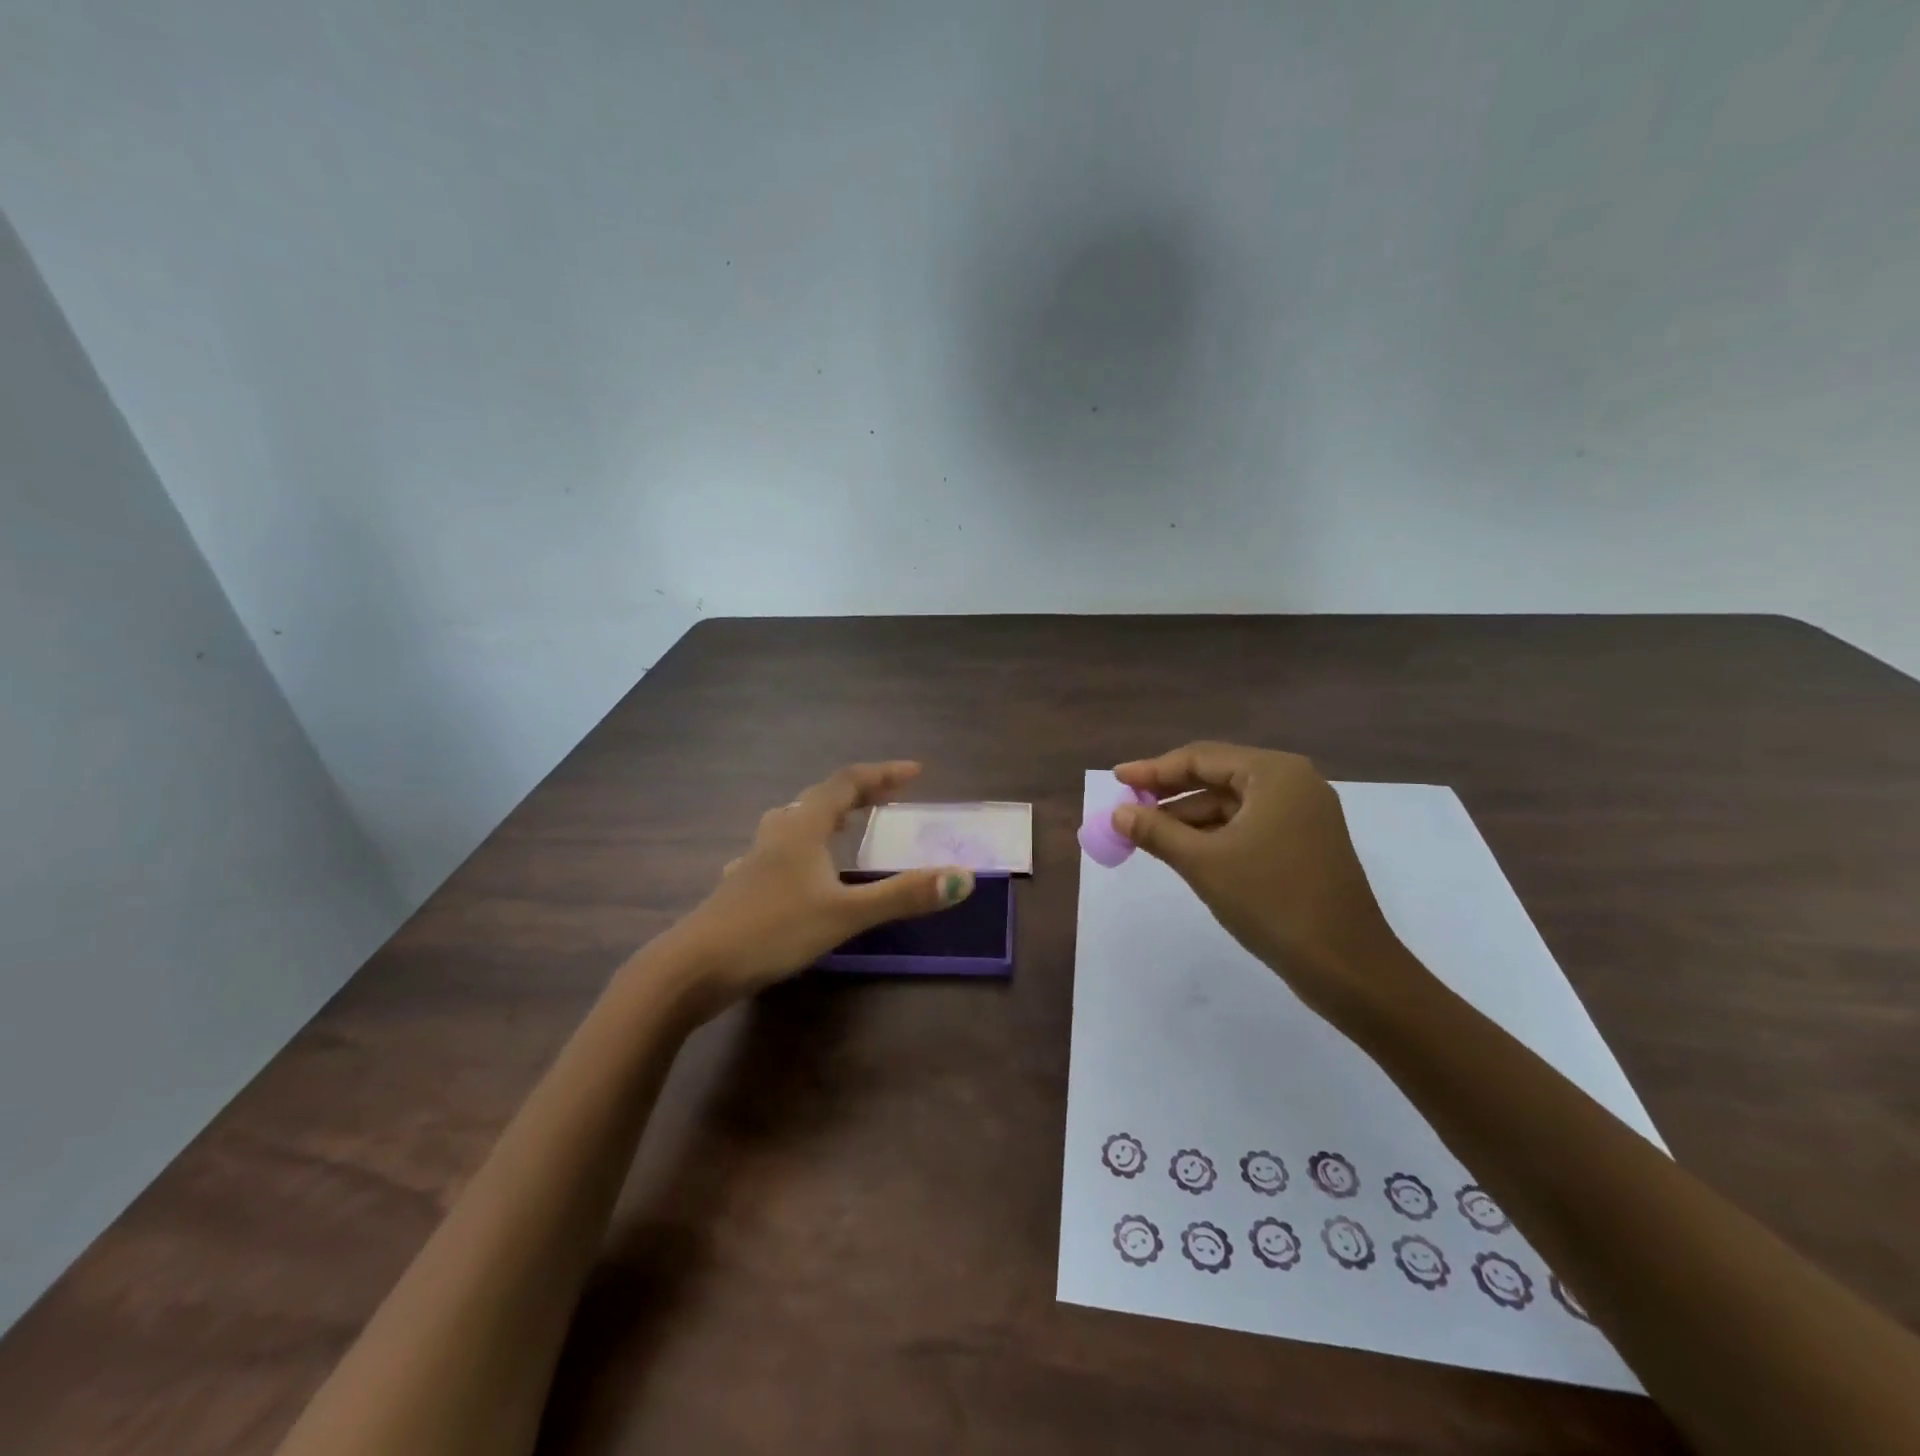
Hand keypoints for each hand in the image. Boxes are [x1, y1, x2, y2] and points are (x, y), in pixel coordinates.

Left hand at [664, 761, 974, 1016]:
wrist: (693, 968)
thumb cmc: (772, 930)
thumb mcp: (845, 914)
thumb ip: (902, 895)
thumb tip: (963, 878)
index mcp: (803, 827)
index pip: (847, 783)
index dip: (882, 774)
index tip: (915, 772)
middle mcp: (778, 833)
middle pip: (820, 798)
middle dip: (858, 793)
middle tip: (889, 798)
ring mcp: (755, 859)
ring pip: (794, 822)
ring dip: (826, 816)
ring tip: (845, 824)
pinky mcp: (742, 886)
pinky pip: (779, 851)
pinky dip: (802, 847)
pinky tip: (797, 870)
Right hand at [1112, 742, 1426, 1025]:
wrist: (1347, 967)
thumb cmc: (1272, 901)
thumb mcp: (1203, 863)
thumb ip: (1156, 832)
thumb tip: (1117, 813)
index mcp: (1274, 774)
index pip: (1201, 758)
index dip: (1153, 769)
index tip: (1116, 779)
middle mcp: (1293, 783)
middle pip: (1217, 777)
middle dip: (1170, 794)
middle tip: (1128, 807)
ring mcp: (1303, 815)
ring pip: (1232, 804)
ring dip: (1189, 817)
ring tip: (1146, 833)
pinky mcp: (1305, 844)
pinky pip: (1248, 825)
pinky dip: (1214, 835)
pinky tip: (1184, 850)